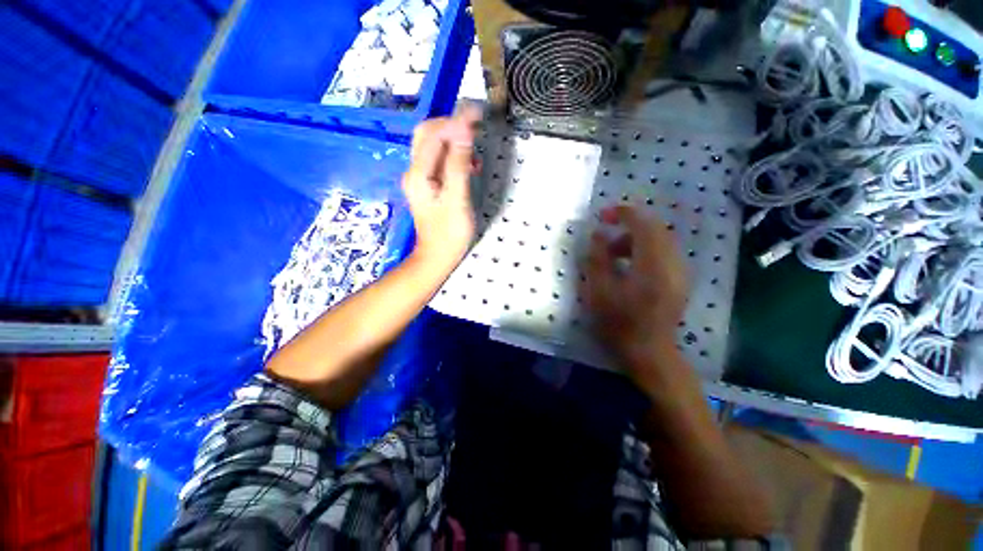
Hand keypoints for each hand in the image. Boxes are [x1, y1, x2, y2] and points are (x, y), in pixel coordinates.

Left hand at [402, 106, 481, 272]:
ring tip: (475, 150)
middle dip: (452, 125)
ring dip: (453, 140)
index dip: (455, 120)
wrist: (437, 257)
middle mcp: (414, 171)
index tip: (478, 113)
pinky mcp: (426, 185)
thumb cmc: (449, 234)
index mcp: (419, 174)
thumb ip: (458, 165)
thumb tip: (463, 131)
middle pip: (428, 135)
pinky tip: (468, 165)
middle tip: (476, 126)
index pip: (433, 134)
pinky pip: (437, 161)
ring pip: (433, 146)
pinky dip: (453, 155)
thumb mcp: (457, 199)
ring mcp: (419, 178)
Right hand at [581, 206, 689, 384]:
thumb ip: (597, 258)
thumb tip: (599, 233)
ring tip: (613, 255)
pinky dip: (644, 249)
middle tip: (605, 232)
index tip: (604, 214)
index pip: (644, 225)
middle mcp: (673, 263)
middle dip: (628, 225)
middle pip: (655, 229)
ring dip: (635, 239)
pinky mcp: (680, 279)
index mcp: (652, 266)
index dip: (624, 213)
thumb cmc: (618, 323)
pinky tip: (628, 265)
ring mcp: (680, 272)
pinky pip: (663, 252)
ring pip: (660, 240)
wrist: (649, 352)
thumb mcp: (598, 291)